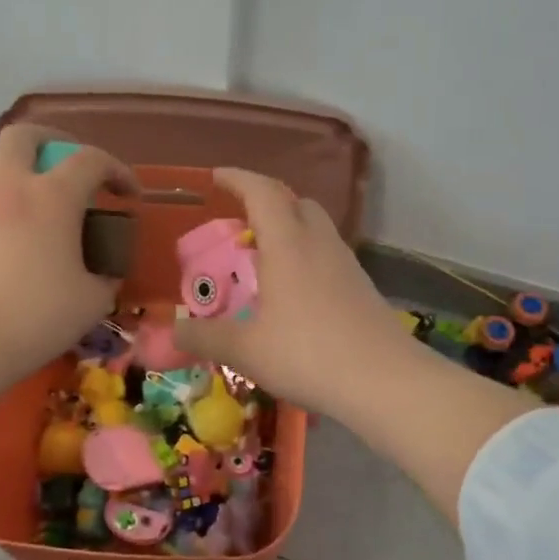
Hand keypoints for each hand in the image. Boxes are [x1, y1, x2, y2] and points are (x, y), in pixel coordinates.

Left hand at [0, 125, 135, 431]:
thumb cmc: (34, 316)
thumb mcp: (91, 302)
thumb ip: (105, 277)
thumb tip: (104, 272)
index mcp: (51, 197)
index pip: (90, 159)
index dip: (118, 170)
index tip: (130, 196)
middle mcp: (11, 190)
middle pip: (25, 136)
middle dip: (55, 141)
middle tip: (76, 169)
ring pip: (5, 174)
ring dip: (33, 184)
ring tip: (58, 225)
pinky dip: (16, 215)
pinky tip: (30, 253)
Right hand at [172, 168, 412, 416]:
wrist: (386, 382)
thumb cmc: (308, 355)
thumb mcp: (245, 350)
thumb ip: (204, 337)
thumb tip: (172, 331)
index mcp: (288, 245)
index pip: (262, 192)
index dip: (238, 178)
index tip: (217, 177)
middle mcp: (320, 244)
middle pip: (296, 202)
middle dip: (267, 201)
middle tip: (241, 222)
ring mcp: (346, 265)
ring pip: (316, 228)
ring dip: (289, 230)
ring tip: (263, 259)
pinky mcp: (362, 288)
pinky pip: (328, 256)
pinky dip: (306, 258)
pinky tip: (294, 294)